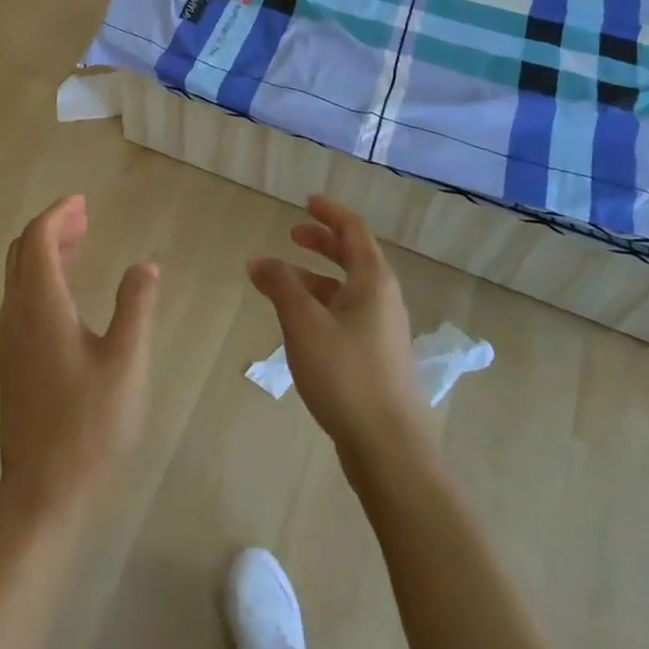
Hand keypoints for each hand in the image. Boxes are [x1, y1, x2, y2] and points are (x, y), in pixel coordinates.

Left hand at [0, 196, 158, 521]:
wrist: (43, 494)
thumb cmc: (90, 426)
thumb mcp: (127, 362)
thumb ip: (136, 306)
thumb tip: (145, 265)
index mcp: (41, 307)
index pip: (39, 239)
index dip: (59, 214)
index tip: (84, 202)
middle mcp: (17, 316)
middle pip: (22, 253)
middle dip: (51, 228)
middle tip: (85, 218)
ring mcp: (10, 341)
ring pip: (19, 277)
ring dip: (45, 252)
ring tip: (80, 244)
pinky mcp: (13, 363)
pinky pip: (21, 300)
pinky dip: (42, 278)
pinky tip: (69, 294)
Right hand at [248, 195, 430, 471]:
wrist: (388, 447)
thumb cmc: (346, 375)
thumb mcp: (304, 324)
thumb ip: (280, 286)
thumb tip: (260, 260)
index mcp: (373, 281)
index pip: (353, 231)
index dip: (329, 213)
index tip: (307, 201)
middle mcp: (383, 299)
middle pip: (353, 257)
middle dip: (322, 243)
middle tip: (293, 235)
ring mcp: (382, 330)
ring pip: (347, 289)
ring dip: (316, 277)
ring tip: (281, 282)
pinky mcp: (376, 358)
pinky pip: (346, 314)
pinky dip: (322, 305)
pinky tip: (299, 324)